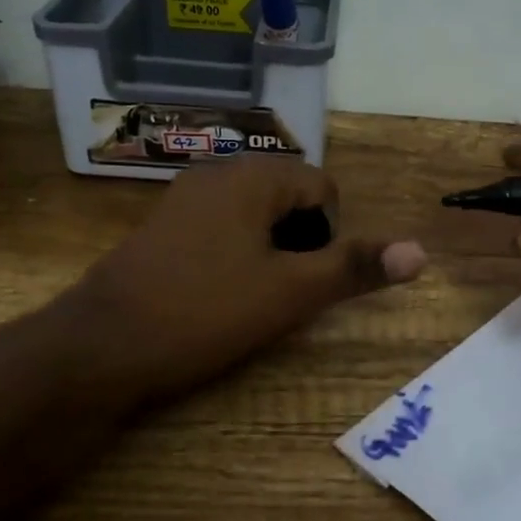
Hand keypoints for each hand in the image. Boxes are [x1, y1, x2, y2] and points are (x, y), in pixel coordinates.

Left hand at [60, 157, 425, 411]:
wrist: (100, 347)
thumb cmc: (204, 312)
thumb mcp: (291, 292)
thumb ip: (354, 267)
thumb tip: (421, 251)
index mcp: (253, 177)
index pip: (322, 187)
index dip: (330, 234)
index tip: (307, 279)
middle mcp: (217, 173)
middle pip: (288, 196)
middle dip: (300, 240)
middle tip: (284, 290)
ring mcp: (183, 198)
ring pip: (254, 213)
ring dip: (269, 248)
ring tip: (253, 295)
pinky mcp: (161, 226)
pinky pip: (220, 226)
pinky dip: (235, 252)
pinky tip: (216, 294)